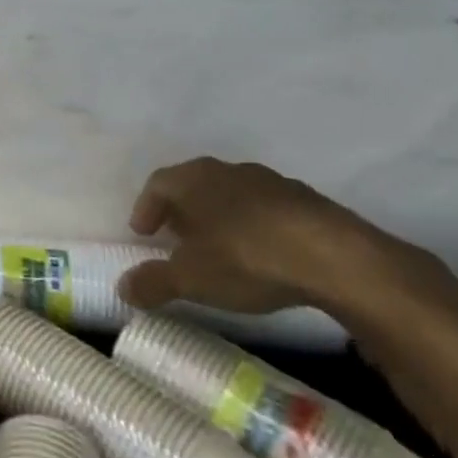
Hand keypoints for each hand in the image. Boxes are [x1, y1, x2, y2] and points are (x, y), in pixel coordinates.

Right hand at [116, 157, 424, 314]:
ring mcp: (269, 181)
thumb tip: (122, 288)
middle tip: (176, 239)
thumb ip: (153, 282)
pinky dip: (254, 225)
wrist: (335, 258)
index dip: (146, 208)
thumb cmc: (247, 259)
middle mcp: (226, 170)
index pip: (157, 184)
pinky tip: (262, 253)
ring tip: (219, 248)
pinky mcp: (305, 200)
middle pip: (194, 184)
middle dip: (181, 210)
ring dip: (219, 216)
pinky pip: (265, 208)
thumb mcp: (192, 279)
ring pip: (231, 194)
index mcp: (194, 179)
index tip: (143, 233)